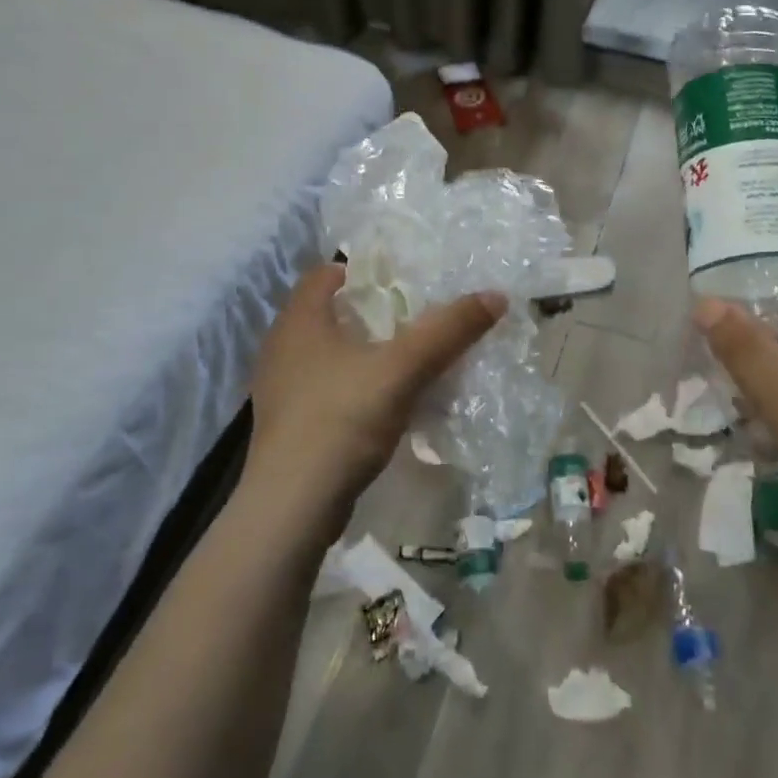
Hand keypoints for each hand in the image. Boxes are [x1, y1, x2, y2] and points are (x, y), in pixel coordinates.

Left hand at [248, 264, 504, 526]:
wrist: (293, 507)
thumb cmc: (341, 419)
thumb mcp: (403, 369)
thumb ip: (448, 331)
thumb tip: (496, 296)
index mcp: (299, 321)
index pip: (325, 274)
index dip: (362, 270)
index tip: (402, 279)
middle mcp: (283, 347)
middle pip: (329, 313)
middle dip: (370, 312)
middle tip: (414, 315)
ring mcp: (281, 389)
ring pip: (328, 354)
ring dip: (364, 352)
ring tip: (406, 357)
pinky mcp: (288, 425)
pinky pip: (326, 388)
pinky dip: (354, 385)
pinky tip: (384, 401)